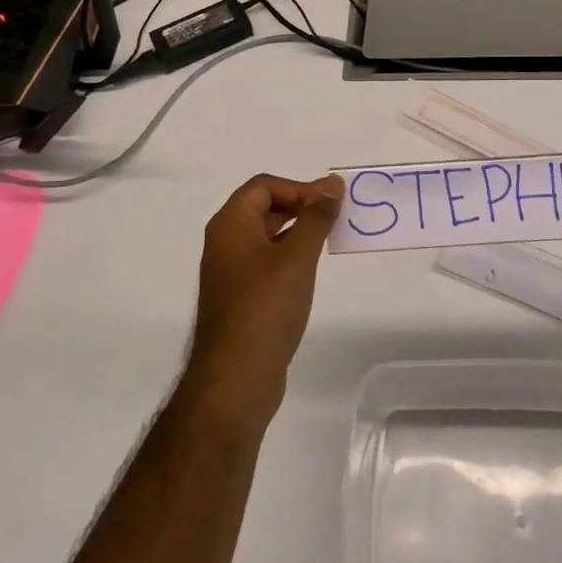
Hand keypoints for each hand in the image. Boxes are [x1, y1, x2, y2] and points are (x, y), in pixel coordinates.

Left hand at [184, 172, 344, 428]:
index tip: (329, 206)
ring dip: (298, 233)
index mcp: (230, 225)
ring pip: (267, 237)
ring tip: (330, 243)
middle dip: (301, 207)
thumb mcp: (297, 256)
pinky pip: (266, 264)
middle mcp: (225, 243)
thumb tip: (332, 184)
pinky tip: (310, 274)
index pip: (264, 186)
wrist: (236, 379)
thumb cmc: (265, 308)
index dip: (298, 188)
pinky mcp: (240, 299)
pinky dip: (289, 259)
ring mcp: (230, 273)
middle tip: (336, 219)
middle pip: (264, 208)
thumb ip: (316, 217)